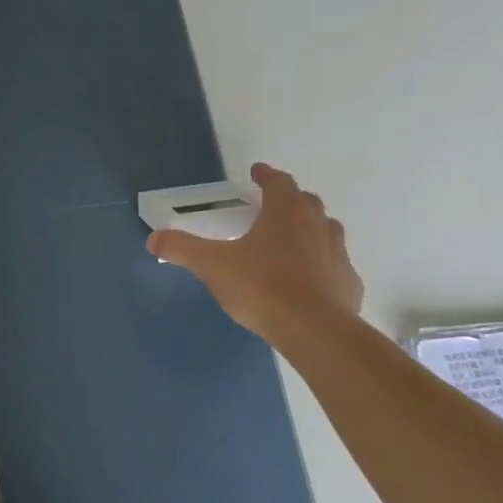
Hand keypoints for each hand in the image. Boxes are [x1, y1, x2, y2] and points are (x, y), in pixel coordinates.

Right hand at [147, 163, 362, 344]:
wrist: (315, 330)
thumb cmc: (262, 287)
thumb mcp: (212, 265)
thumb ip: (182, 248)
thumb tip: (153, 239)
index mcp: (285, 213)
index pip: (279, 182)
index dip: (267, 175)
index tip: (257, 172)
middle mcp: (317, 226)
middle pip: (307, 202)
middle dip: (290, 200)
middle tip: (272, 206)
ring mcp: (338, 255)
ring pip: (327, 231)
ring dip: (310, 229)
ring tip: (291, 240)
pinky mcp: (349, 284)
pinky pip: (335, 265)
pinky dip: (322, 264)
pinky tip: (308, 280)